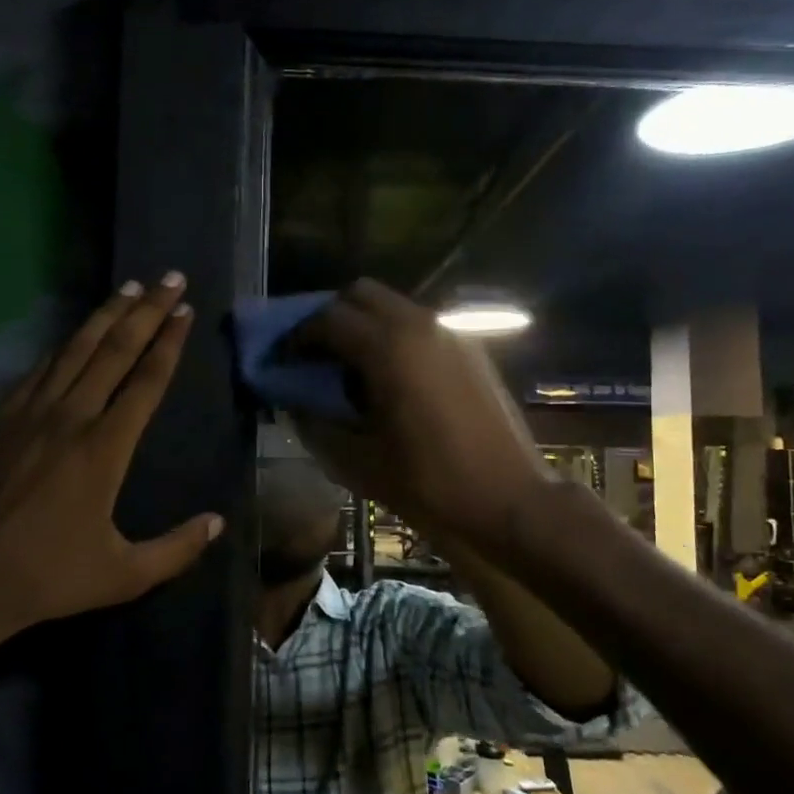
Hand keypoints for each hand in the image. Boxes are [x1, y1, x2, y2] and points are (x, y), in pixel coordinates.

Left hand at [0, 275, 222, 687]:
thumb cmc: (45, 579)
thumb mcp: (123, 575)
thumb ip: (176, 549)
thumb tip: (218, 522)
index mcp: (103, 449)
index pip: (145, 381)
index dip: (168, 342)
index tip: (184, 310)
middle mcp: (68, 418)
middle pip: (114, 351)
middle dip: (146, 311)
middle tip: (169, 277)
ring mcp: (27, 415)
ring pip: (73, 351)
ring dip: (104, 316)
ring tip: (128, 287)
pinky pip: (38, 371)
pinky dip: (61, 346)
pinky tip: (72, 335)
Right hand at [293, 279, 556, 548]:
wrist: (509, 499)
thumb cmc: (430, 484)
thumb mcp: (359, 463)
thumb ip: (317, 425)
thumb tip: (295, 403)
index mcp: (388, 348)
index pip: (327, 319)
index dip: (298, 337)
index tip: (285, 361)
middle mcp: (420, 325)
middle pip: (361, 294)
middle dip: (330, 317)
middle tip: (315, 355)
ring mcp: (451, 333)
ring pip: (393, 306)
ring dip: (364, 325)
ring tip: (351, 367)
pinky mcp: (471, 349)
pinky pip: (420, 325)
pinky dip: (394, 336)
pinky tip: (391, 378)